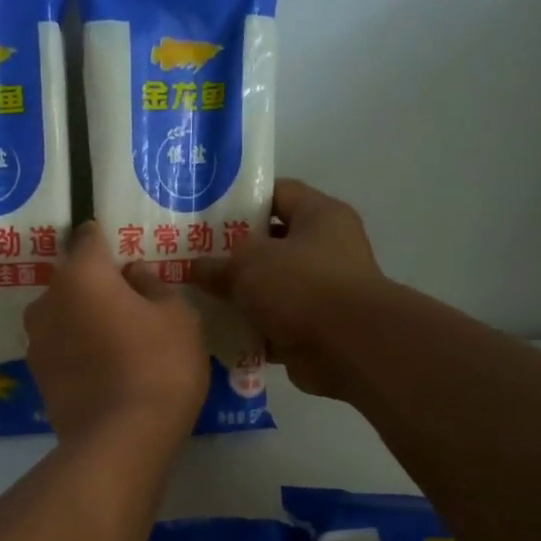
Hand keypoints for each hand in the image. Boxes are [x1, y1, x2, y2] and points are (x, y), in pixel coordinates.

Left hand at [26, 222, 207, 448]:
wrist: (120, 440)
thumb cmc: (158, 365)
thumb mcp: (178, 317)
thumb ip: (154, 285)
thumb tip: (134, 273)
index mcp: (81, 275)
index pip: (88, 238)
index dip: (107, 242)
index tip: (125, 254)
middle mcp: (48, 301)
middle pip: (73, 280)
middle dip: (97, 286)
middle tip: (131, 305)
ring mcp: (36, 342)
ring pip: (63, 316)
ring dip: (84, 321)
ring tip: (118, 343)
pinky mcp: (37, 378)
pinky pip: (61, 349)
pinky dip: (78, 351)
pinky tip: (104, 370)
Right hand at [192, 179, 384, 399]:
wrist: (347, 347)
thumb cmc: (300, 285)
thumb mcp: (247, 264)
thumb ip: (217, 264)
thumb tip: (194, 268)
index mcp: (319, 216)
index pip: (278, 193)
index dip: (242, 200)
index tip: (206, 212)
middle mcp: (326, 249)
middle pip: (271, 244)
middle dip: (233, 254)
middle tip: (193, 258)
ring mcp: (322, 292)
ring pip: (270, 288)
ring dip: (239, 296)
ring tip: (198, 297)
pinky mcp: (314, 329)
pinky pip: (273, 324)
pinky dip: (249, 329)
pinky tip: (216, 332)